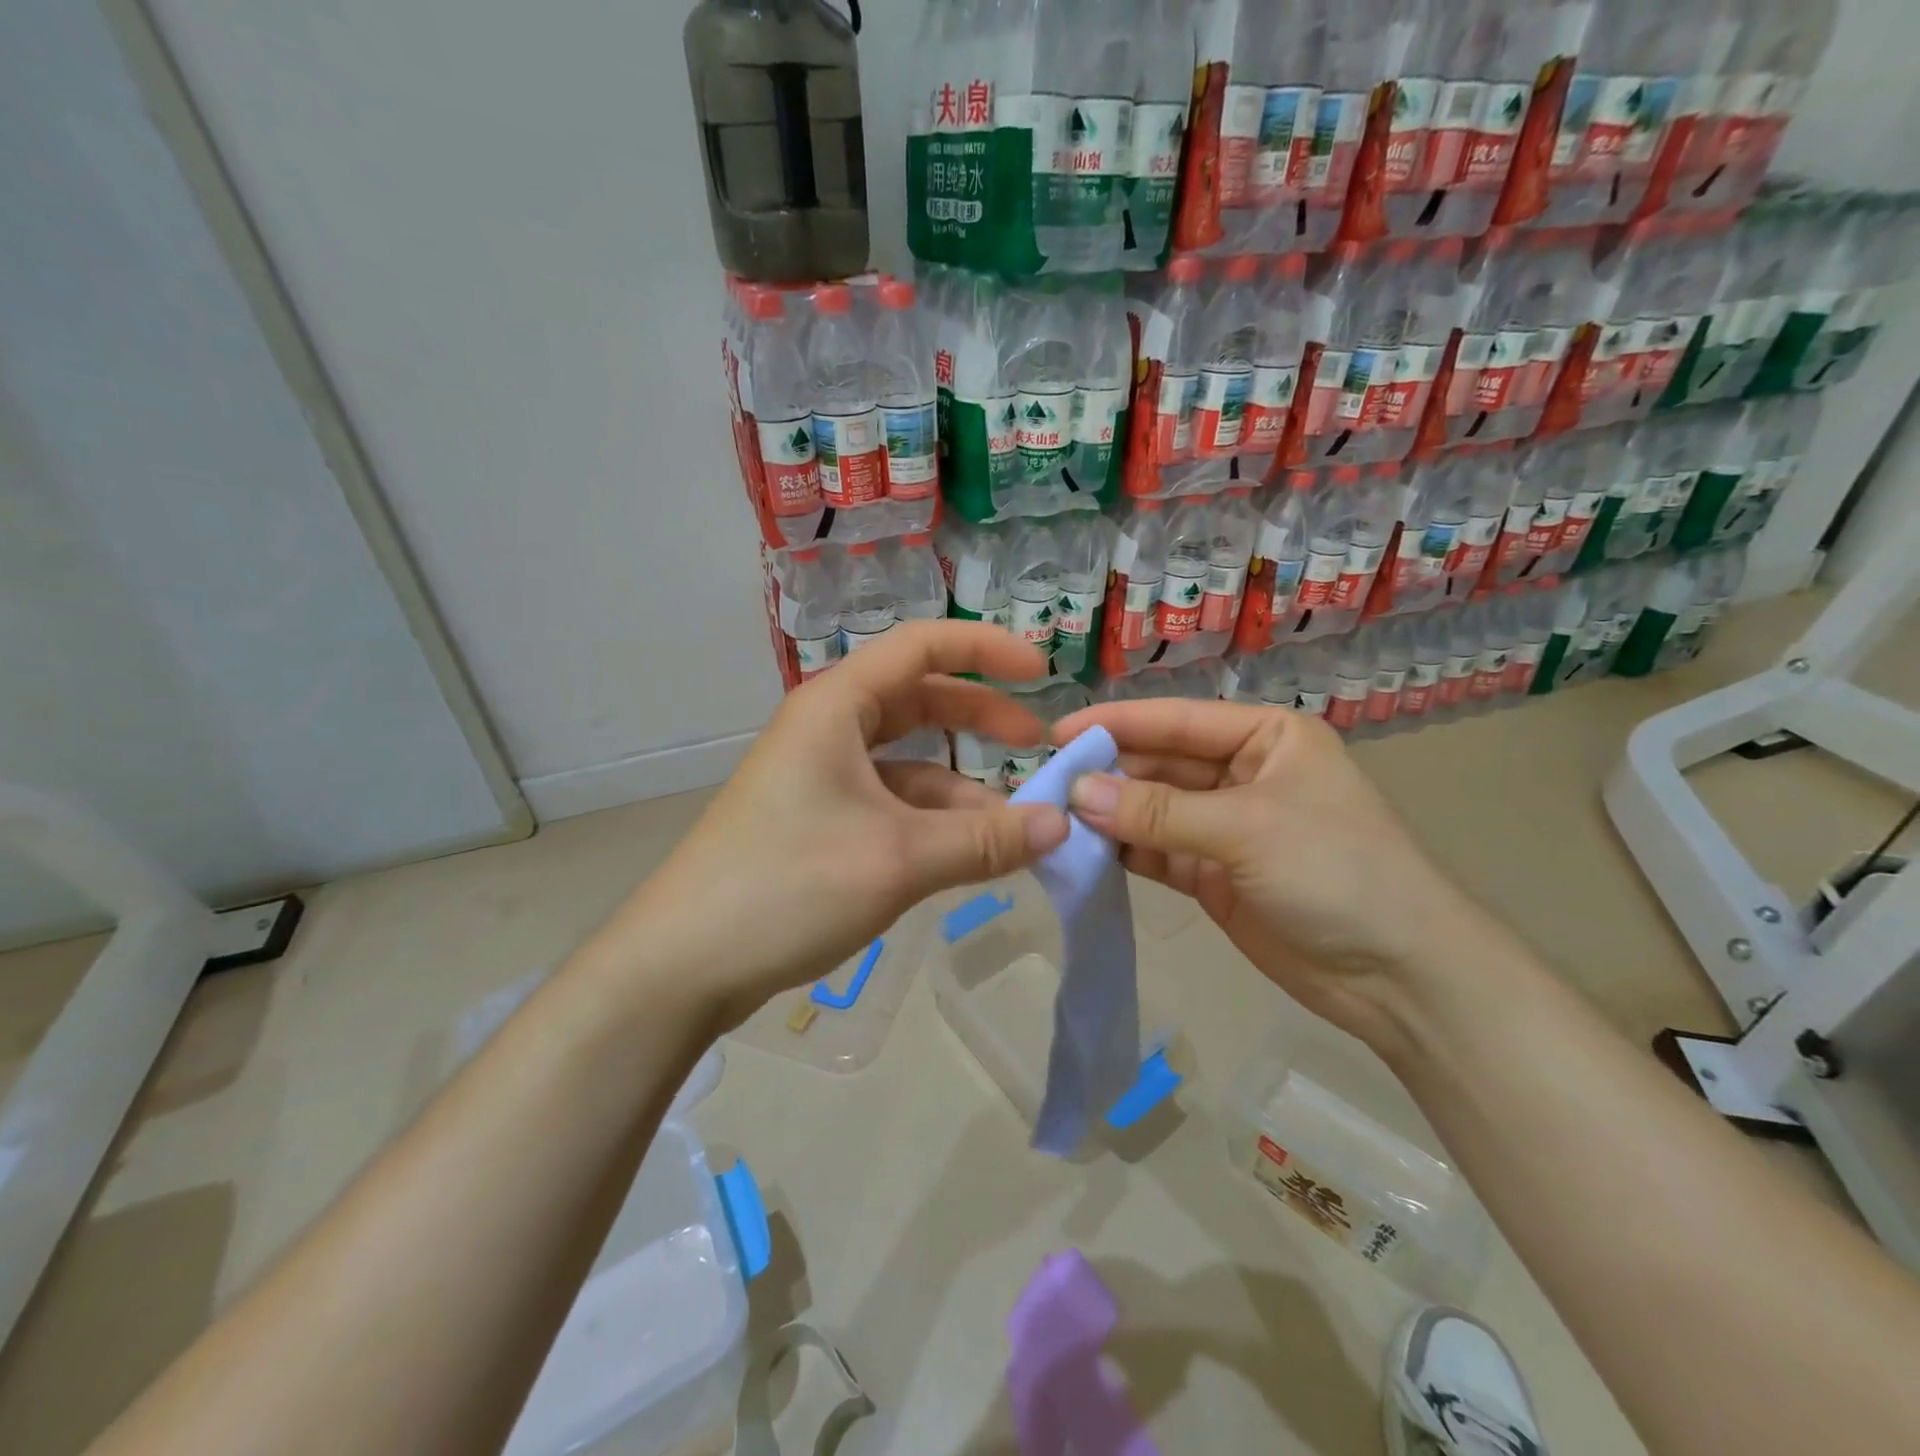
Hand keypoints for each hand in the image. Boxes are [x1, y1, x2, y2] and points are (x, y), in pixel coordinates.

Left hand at [592, 623, 1069, 1029]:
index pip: (922, 647)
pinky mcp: (815, 821)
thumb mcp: (898, 859)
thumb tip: (1061, 824)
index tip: (1043, 671)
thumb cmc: (787, 886)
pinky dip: (931, 821)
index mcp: (836, 707)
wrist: (681, 965)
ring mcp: (818, 777)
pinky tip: (965, 856)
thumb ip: (985, 841)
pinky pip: (888, 804)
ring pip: (906, 761)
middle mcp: (826, 729)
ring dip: (960, 787)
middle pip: (918, 700)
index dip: (986, 649)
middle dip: (980, 717)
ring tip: (1014, 827)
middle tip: (1035, 745)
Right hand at [1050, 698, 1477, 1046]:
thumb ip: (1158, 811)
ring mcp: (1224, 827)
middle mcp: (1241, 774)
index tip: (1056, 733)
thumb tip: (1077, 792)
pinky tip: (1081, 851)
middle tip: (1044, 784)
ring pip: (1151, 810)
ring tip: (1052, 817)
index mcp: (1265, 738)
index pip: (1177, 720)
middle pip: (1159, 764)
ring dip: (1108, 815)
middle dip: (1106, 773)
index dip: (1116, 724)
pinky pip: (1155, 852)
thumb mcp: (1247, 829)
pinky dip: (1122, 851)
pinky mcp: (1210, 875)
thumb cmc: (1337, 872)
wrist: (1399, 976)